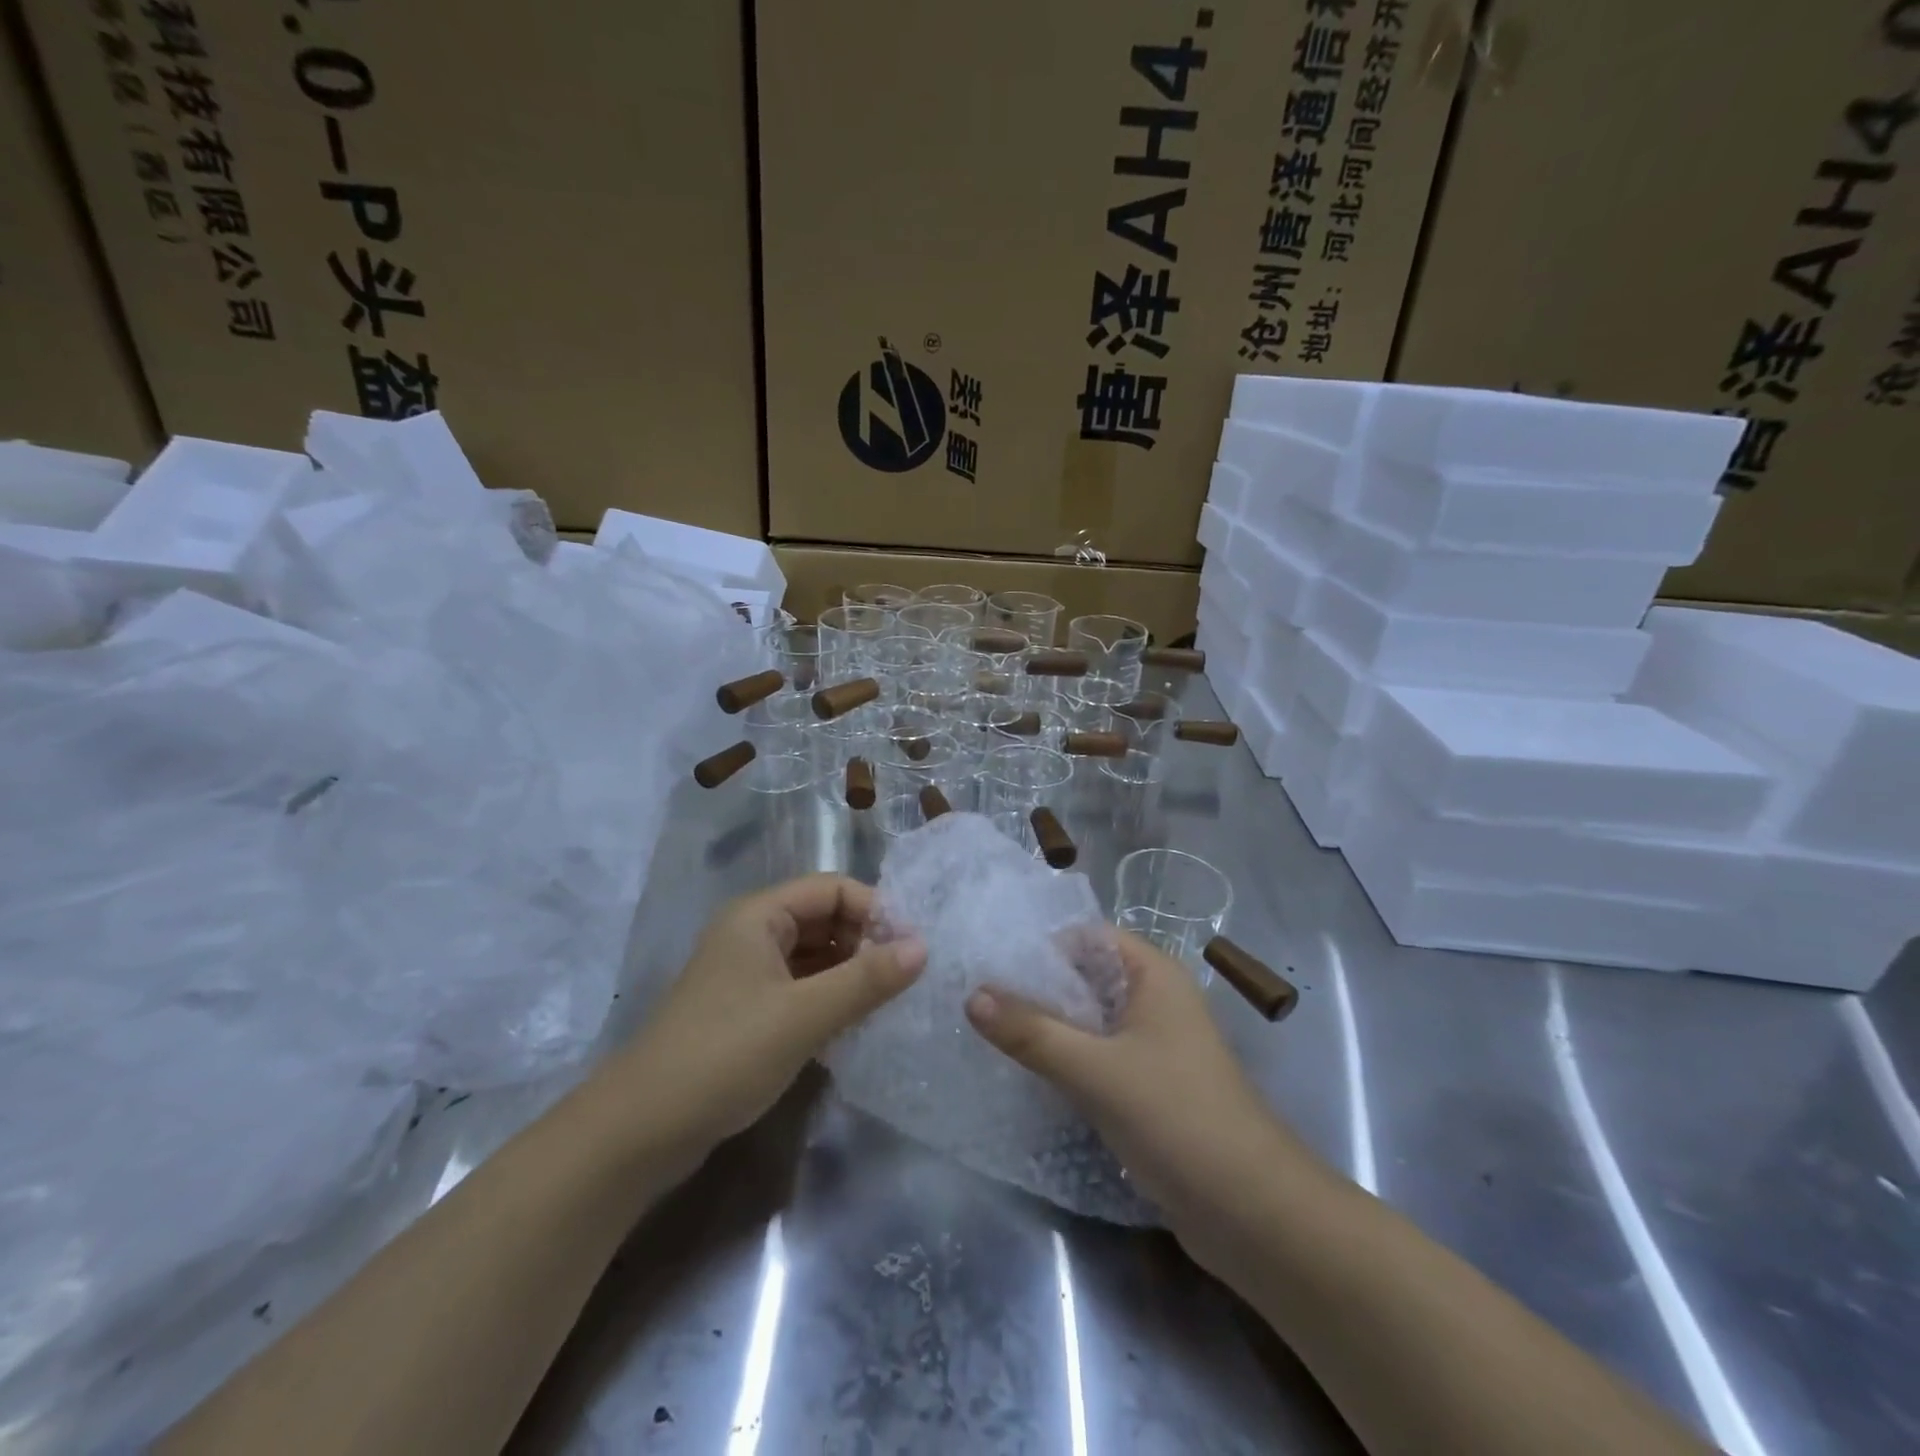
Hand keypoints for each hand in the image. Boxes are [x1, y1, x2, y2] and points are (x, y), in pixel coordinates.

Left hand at [616, 875, 925, 1161]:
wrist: (640, 1131)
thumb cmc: (725, 1055)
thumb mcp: (804, 1015)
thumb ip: (866, 980)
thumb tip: (923, 947)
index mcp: (759, 916)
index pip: (832, 888)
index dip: (875, 911)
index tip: (911, 950)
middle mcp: (752, 934)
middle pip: (824, 919)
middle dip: (865, 943)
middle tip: (903, 980)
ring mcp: (747, 974)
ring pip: (815, 956)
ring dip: (850, 973)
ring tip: (887, 1003)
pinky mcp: (746, 1011)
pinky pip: (800, 988)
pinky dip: (829, 998)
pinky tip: (854, 1026)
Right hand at [966, 930, 1317, 1267]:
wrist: (1252, 1213)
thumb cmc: (1178, 1118)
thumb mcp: (1096, 1070)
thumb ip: (1032, 1032)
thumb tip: (972, 996)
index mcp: (1154, 975)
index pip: (1088, 937)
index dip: (1042, 945)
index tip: (991, 964)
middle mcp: (1156, 1001)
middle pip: (1085, 978)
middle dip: (1037, 989)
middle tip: (979, 999)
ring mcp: (1154, 1047)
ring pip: (1090, 1022)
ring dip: (1049, 1028)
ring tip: (990, 1034)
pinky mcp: (1149, 1089)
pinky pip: (1098, 1058)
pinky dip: (1067, 1061)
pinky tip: (1027, 1075)